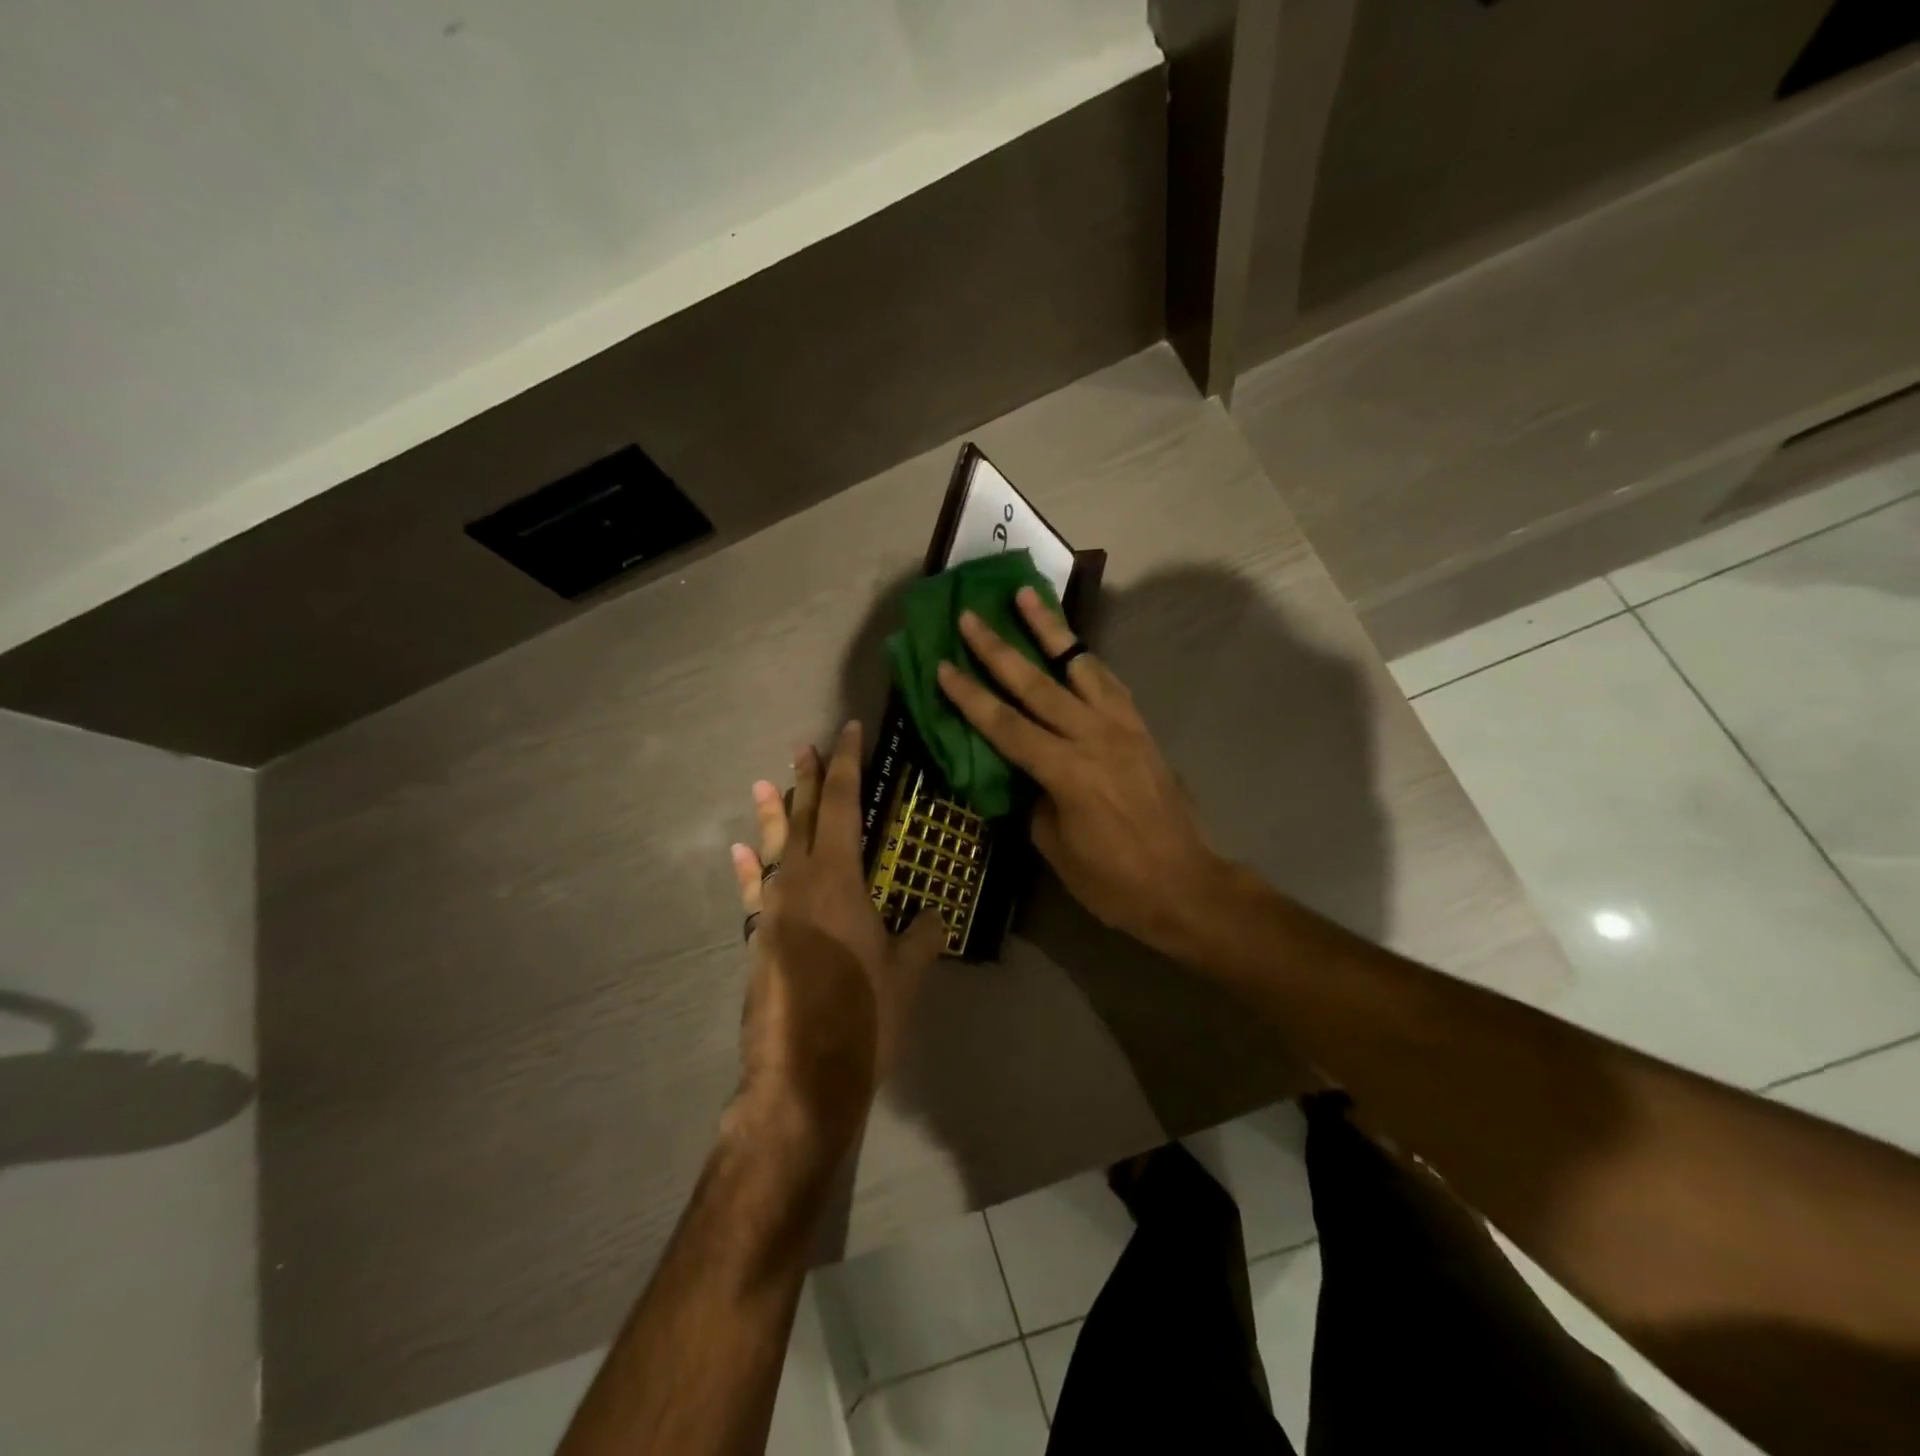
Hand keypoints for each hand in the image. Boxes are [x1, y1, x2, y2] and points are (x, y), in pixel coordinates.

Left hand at [727, 721, 945, 1167]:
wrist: (801, 1074)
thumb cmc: (863, 1014)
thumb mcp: (906, 972)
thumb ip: (922, 935)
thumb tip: (935, 916)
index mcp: (839, 877)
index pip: (843, 803)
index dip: (846, 763)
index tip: (848, 730)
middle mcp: (800, 880)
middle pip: (803, 815)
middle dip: (807, 778)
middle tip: (805, 744)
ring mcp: (773, 908)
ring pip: (773, 846)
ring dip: (772, 812)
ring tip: (766, 782)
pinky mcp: (758, 937)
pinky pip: (753, 889)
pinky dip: (749, 866)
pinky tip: (741, 851)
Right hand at [936, 588, 1229, 957]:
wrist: (1185, 885)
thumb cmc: (1113, 882)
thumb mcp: (1056, 849)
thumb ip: (1034, 801)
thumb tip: (1022, 774)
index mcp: (1067, 773)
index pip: (1006, 726)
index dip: (970, 697)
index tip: (943, 665)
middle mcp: (1094, 738)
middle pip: (1037, 684)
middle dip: (999, 649)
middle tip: (972, 616)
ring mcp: (1122, 728)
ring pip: (1080, 666)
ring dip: (1051, 630)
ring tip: (1028, 596)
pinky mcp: (1141, 729)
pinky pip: (1109, 683)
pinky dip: (1086, 659)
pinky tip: (1073, 646)